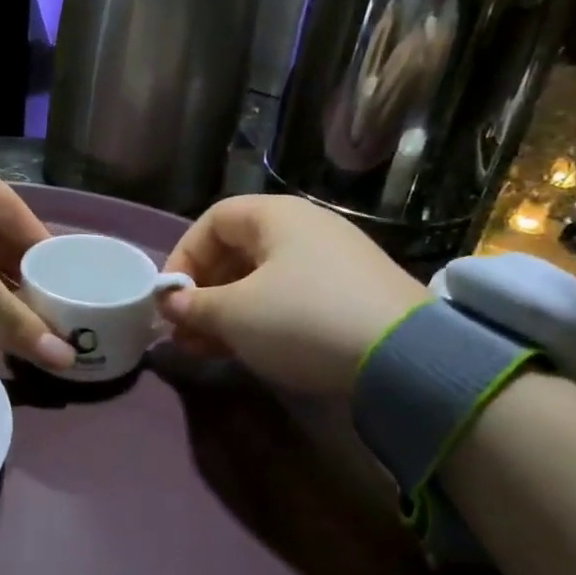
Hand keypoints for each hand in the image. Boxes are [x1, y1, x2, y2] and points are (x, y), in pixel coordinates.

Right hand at [159, 195, 428, 391]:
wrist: (405, 358)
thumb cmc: (302, 318)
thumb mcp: (236, 314)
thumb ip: (194, 306)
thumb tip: (170, 305)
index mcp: (276, 216)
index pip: (212, 221)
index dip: (183, 256)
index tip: (169, 299)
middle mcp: (305, 228)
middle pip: (236, 251)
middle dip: (203, 293)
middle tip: (183, 332)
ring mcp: (332, 261)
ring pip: (261, 279)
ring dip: (227, 311)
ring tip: (206, 349)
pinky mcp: (351, 294)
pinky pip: (290, 297)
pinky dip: (260, 319)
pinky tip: (246, 350)